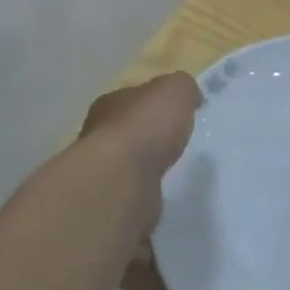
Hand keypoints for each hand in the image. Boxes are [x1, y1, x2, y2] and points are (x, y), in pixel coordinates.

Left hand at [81, 72, 200, 191]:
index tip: (177, 111)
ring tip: (177, 169)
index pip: (134, 97)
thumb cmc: (145, 127)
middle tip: (179, 141)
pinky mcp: (114, 202)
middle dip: (152, 135)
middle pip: (131, 130)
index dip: (155, 102)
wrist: (122, 183)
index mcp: (111, 103)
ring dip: (150, 166)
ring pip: (132, 163)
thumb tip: (190, 95)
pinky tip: (168, 193)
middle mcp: (99, 135)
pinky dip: (150, 191)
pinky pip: (137, 192)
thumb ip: (183, 88)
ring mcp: (105, 171)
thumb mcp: (174, 90)